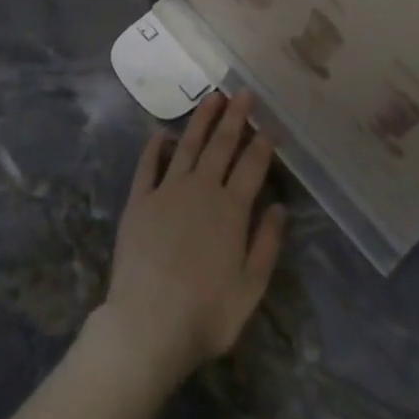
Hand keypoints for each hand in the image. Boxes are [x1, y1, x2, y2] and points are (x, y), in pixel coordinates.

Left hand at [93, 91, 285, 387]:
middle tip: (244, 92)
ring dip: (201, 120)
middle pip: (221, 146)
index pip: (252, 166)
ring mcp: (167, 191)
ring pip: (188, 146)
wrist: (147, 326)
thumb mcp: (251, 288)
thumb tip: (279, 207)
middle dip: (235, 117)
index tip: (270, 124)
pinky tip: (162, 133)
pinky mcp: (139, 201)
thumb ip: (267, 244)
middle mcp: (201, 190)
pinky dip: (155, 146)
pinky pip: (148, 165)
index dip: (263, 143)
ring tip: (213, 97)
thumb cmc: (206, 314)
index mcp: (231, 210)